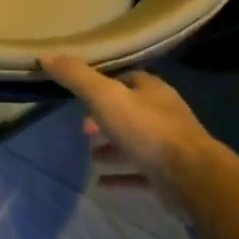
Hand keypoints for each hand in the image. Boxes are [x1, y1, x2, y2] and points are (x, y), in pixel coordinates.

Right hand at [40, 56, 217, 200]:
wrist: (192, 178)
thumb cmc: (147, 130)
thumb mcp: (104, 97)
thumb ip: (76, 77)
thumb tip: (46, 56)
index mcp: (152, 91)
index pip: (128, 80)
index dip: (106, 85)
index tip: (83, 95)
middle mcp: (163, 115)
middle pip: (130, 112)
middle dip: (106, 119)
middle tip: (83, 129)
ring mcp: (169, 147)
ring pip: (135, 143)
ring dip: (113, 148)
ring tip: (91, 155)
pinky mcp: (170, 176)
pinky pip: (140, 173)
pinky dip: (121, 176)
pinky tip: (102, 183)